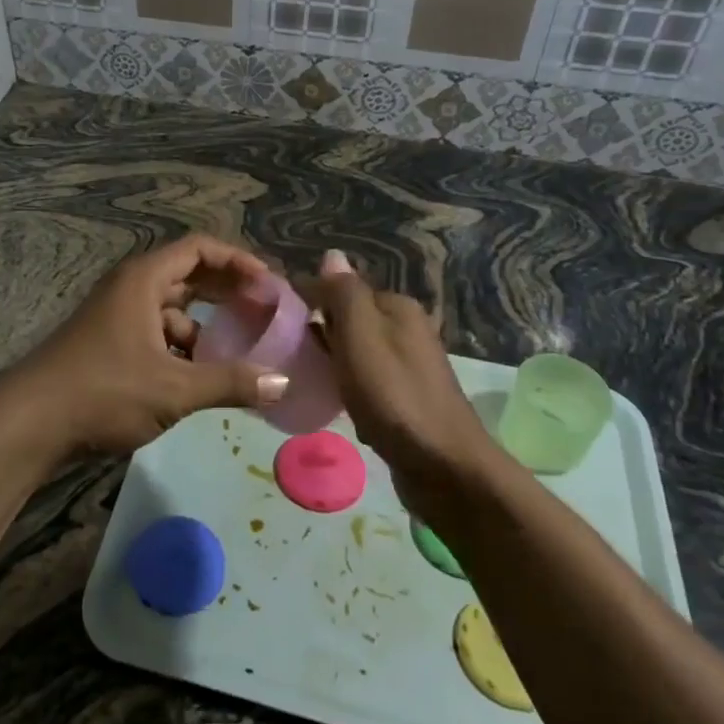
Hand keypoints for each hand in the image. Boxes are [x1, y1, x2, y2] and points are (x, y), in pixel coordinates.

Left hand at [0, 234, 290, 458]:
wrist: (30, 423)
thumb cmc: (104, 391)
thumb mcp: (174, 389)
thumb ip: (230, 383)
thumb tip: (282, 383)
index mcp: (144, 280)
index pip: (200, 249)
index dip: (238, 261)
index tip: (269, 285)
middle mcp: (130, 288)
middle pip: (189, 275)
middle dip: (227, 291)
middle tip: (264, 311)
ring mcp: (116, 315)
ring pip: (172, 309)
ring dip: (205, 325)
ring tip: (238, 351)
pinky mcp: (109, 344)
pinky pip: (156, 333)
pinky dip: (181, 347)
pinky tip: (198, 377)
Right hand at [305, 250, 498, 513]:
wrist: (445, 468)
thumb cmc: (394, 396)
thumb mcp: (360, 336)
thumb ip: (343, 294)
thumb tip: (331, 254)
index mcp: (397, 307)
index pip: (340, 289)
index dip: (308, 303)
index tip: (278, 326)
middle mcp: (407, 329)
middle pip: (348, 320)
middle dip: (320, 337)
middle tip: (290, 358)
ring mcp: (409, 365)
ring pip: (355, 353)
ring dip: (333, 366)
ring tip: (310, 382)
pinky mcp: (407, 399)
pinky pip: (367, 384)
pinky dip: (350, 392)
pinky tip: (339, 408)